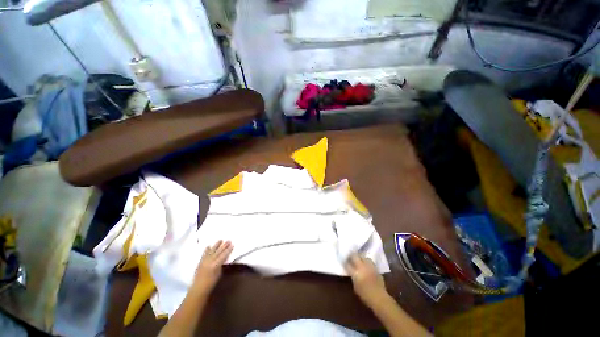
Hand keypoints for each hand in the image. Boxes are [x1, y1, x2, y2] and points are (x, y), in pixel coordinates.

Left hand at [192, 240, 232, 294]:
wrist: (198, 288)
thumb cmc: (211, 283)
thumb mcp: (219, 273)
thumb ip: (221, 264)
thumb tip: (224, 258)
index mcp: (216, 264)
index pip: (224, 255)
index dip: (228, 250)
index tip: (232, 244)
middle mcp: (210, 261)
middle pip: (218, 251)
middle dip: (224, 246)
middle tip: (228, 240)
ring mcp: (204, 261)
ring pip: (211, 251)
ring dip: (216, 245)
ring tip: (220, 240)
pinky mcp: (200, 262)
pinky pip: (204, 254)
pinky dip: (206, 250)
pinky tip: (208, 246)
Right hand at [345, 253, 388, 307]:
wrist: (379, 298)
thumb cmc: (365, 295)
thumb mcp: (356, 287)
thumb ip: (353, 277)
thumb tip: (352, 273)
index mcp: (355, 272)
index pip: (348, 264)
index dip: (345, 262)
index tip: (344, 261)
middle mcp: (362, 267)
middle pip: (355, 256)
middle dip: (352, 255)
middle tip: (350, 256)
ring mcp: (369, 266)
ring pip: (364, 257)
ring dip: (361, 257)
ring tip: (359, 259)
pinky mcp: (376, 268)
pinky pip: (370, 262)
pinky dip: (368, 262)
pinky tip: (367, 265)